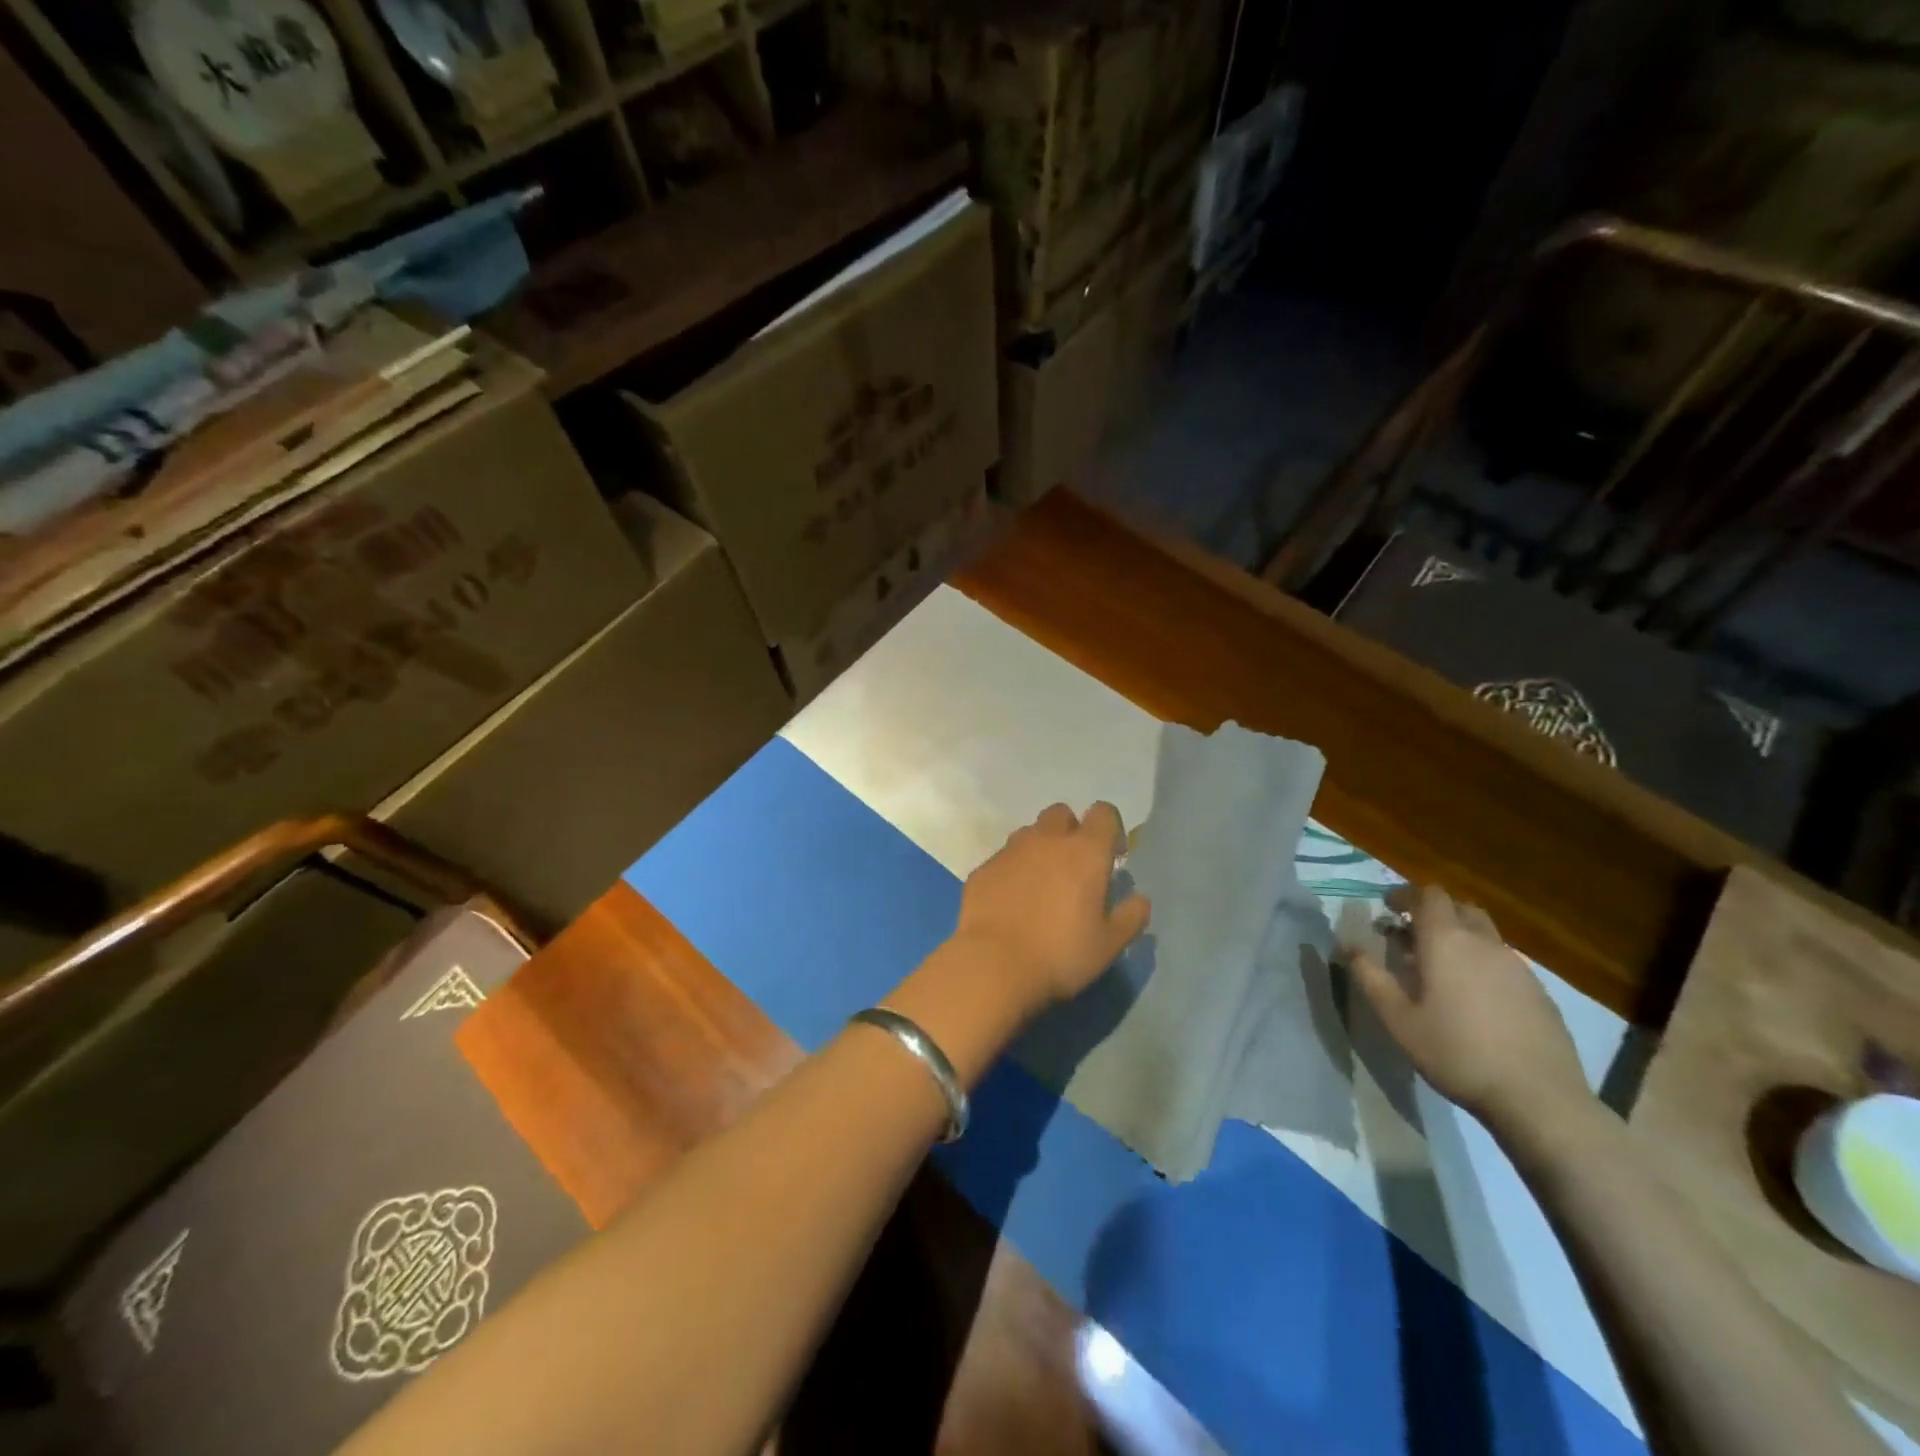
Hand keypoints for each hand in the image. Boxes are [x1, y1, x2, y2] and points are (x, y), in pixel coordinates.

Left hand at [953, 802, 1150, 1012]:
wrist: (993, 964)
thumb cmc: (1061, 954)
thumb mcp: (1109, 944)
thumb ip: (1130, 917)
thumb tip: (1140, 899)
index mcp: (1085, 851)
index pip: (1103, 813)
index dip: (1110, 828)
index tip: (1112, 856)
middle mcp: (1046, 840)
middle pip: (1061, 814)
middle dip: (1070, 831)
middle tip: (1074, 868)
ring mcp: (1010, 851)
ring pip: (1029, 833)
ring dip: (1040, 848)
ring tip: (1041, 885)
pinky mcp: (983, 868)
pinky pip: (1003, 858)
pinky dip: (1012, 871)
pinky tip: (1012, 902)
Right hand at [1344, 884, 1589, 1130]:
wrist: (1539, 1098)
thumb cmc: (1456, 1052)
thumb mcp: (1397, 1018)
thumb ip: (1370, 977)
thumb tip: (1347, 946)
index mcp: (1446, 941)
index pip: (1429, 895)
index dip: (1406, 895)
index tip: (1388, 909)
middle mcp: (1484, 943)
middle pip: (1460, 908)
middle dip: (1434, 913)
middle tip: (1411, 936)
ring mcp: (1518, 967)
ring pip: (1485, 934)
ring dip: (1460, 938)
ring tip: (1440, 969)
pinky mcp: (1539, 992)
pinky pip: (1504, 962)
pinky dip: (1482, 963)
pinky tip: (1474, 998)